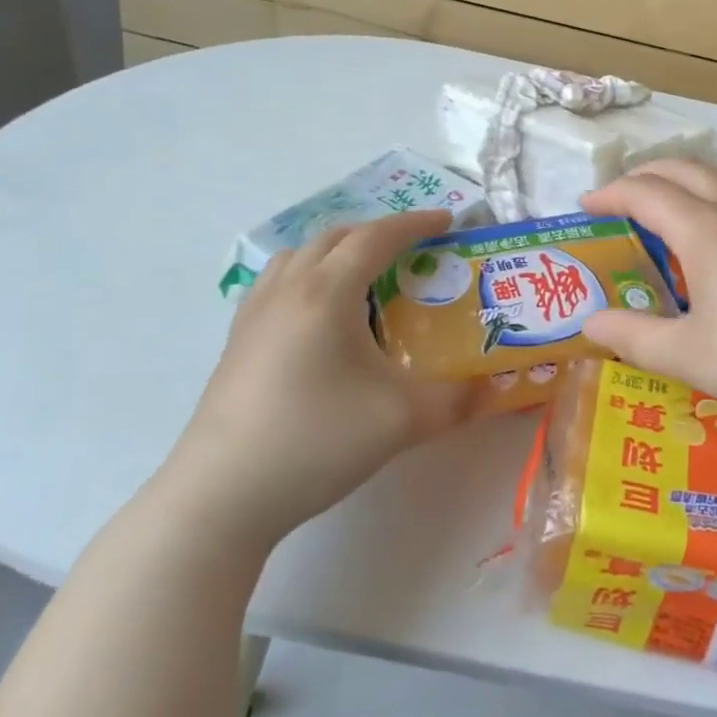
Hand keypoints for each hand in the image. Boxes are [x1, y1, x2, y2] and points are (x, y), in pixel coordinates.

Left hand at [157, 209, 466, 548]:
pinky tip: (320, 317)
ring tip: (366, 277)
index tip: (448, 220)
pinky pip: (278, 283)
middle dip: (379, 234)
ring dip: (338, 251)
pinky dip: (309, 277)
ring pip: (300, 256)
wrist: (220, 496)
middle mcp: (287, 289)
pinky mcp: (237, 342)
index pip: (376, 237)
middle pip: (336, 238)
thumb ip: (457, 400)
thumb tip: (495, 391)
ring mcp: (254, 314)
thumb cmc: (315, 440)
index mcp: (327, 293)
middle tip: (414, 251)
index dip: (415, 223)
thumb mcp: (401, 420)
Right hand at [580, 160, 716, 418]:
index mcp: (704, 230)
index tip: (585, 206)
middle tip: (619, 199)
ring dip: (685, 175)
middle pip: (682, 170)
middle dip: (643, 176)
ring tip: (668, 198)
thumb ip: (631, 337)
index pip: (645, 193)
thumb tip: (589, 323)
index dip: (610, 194)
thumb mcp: (686, 356)